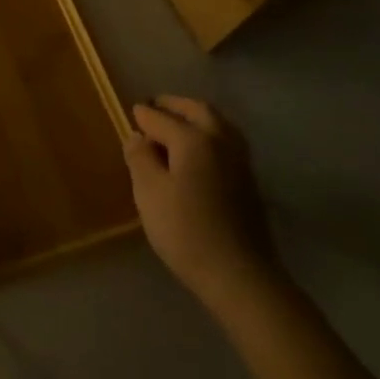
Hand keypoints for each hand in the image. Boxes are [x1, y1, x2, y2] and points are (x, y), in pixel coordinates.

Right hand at [124, 96, 279, 308]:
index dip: (143, 115)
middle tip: (156, 107)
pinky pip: (226, 141)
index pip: (162, 118)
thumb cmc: (185, 230)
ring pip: (218, 124)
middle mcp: (221, 141)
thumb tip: (138, 137)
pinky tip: (197, 151)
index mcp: (194, 139)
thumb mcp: (149, 193)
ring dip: (196, 117)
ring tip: (176, 125)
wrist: (238, 273)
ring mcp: (240, 161)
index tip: (131, 112)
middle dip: (175, 105)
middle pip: (199, 111)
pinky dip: (209, 134)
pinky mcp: (249, 181)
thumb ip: (140, 158)